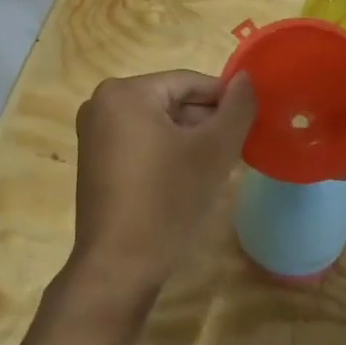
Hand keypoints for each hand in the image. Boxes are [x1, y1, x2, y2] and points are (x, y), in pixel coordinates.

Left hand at [64, 70, 256, 311]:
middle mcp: (102, 103)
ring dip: (190, 139)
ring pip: (159, 124)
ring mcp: (94, 134)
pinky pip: (142, 142)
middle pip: (172, 101)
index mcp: (127, 92)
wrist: (120, 265)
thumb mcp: (214, 150)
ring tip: (218, 166)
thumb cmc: (168, 200)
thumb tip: (246, 79)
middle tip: (237, 149)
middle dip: (207, 122)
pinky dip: (168, 153)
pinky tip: (189, 178)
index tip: (251, 125)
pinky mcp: (95, 161)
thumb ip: (237, 108)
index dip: (226, 101)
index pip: (191, 82)